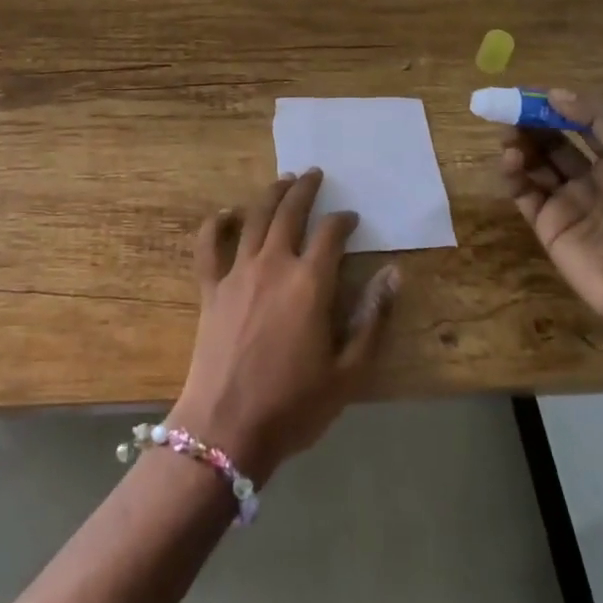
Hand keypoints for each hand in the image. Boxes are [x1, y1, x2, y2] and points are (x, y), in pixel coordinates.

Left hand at [170, 169, 398, 482]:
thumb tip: (393, 274)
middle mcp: (273, 264)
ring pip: (255, 218)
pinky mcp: (210, 288)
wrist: (226, 428)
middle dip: (305, 189)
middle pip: (290, 212)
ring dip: (271, 194)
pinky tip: (226, 214)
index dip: (344, 220)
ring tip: (283, 180)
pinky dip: (216, 224)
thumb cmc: (294, 405)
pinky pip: (209, 246)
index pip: (331, 234)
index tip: (351, 218)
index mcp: (310, 283)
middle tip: (315, 174)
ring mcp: (237, 273)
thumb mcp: (349, 372)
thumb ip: (372, 319)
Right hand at [501, 88, 602, 329]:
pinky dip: (513, 173)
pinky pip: (523, 192)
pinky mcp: (547, 224)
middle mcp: (592, 177)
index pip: (582, 122)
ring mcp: (567, 201)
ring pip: (535, 163)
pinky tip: (509, 159)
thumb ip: (600, 119)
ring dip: (520, 144)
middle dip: (532, 122)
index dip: (557, 105)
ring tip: (508, 135)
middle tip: (508, 109)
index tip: (530, 92)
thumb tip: (554, 93)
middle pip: (553, 140)